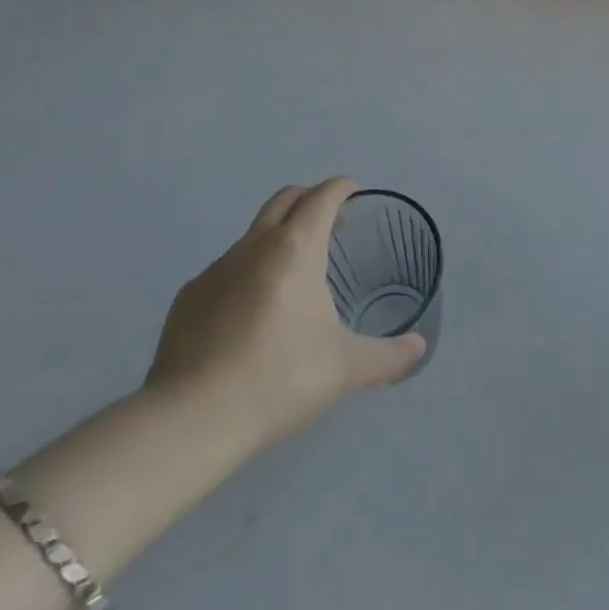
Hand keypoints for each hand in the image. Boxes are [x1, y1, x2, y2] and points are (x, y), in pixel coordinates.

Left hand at [142, 178, 424, 453]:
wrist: (191, 421)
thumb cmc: (279, 379)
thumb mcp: (345, 369)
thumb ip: (389, 356)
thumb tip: (419, 348)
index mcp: (296, 247)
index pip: (323, 195)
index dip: (343, 188)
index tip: (356, 196)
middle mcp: (255, 244)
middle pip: (285, 198)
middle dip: (310, 199)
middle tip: (329, 224)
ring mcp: (216, 268)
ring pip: (254, 234)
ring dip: (277, 238)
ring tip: (292, 278)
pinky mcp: (189, 296)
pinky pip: (226, 270)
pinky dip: (245, 275)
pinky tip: (249, 318)